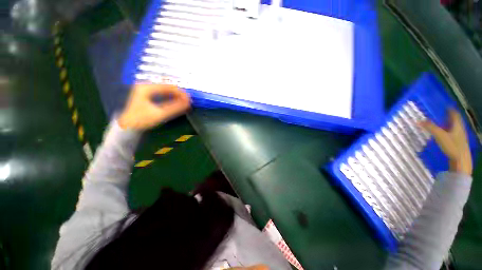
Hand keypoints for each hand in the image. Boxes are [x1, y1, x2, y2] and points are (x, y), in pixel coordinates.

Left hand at [118, 84, 190, 129]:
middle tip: (188, 101)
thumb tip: (188, 103)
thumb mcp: (160, 114)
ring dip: (176, 95)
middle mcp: (146, 85)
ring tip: (185, 102)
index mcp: (146, 87)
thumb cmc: (141, 120)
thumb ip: (175, 108)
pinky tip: (177, 101)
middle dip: (179, 93)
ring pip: (166, 89)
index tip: (190, 99)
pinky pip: (163, 92)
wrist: (127, 126)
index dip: (180, 92)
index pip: (168, 86)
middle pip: (167, 86)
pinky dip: (171, 97)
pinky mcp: (147, 94)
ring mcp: (146, 89)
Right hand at [420, 109, 471, 174]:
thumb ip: (430, 128)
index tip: (446, 107)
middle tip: (443, 115)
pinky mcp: (458, 144)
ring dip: (449, 125)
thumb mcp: (440, 136)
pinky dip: (448, 132)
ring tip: (442, 124)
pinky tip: (444, 135)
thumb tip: (419, 120)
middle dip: (449, 117)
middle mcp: (460, 129)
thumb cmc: (452, 146)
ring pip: (454, 128)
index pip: (454, 114)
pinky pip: (453, 134)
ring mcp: (460, 137)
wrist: (461, 161)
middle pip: (455, 121)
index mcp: (457, 125)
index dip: (450, 110)